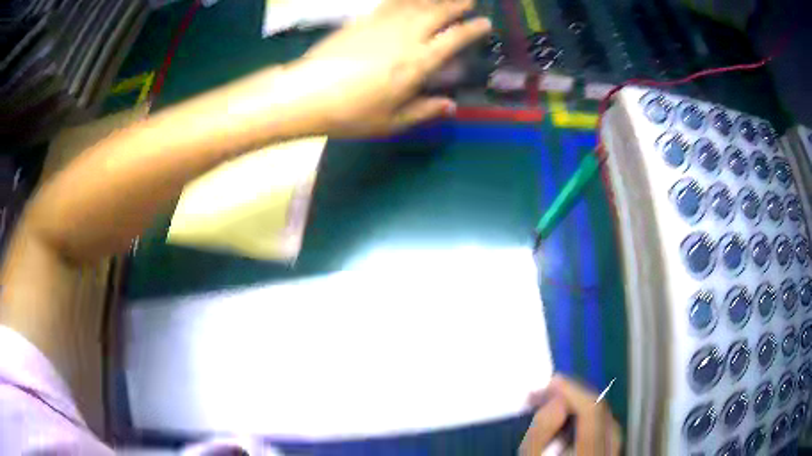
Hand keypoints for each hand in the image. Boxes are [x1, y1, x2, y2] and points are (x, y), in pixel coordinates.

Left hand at [281, 0, 490, 136]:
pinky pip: (390, 3)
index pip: (453, 39)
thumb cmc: (351, 113)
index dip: (471, 30)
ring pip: (415, 4)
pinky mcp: (362, 21)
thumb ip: (423, 111)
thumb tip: (450, 105)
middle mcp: (405, 37)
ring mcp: (382, 25)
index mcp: (417, 63)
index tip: (484, 23)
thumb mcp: (391, 121)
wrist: (307, 93)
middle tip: (469, 1)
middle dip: (456, 5)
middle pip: (437, 14)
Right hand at [521, 376, 621, 455]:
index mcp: (590, 452)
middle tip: (547, 392)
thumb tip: (556, 400)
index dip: (572, 389)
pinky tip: (570, 419)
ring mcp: (614, 451)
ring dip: (579, 405)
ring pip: (604, 417)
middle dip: (573, 395)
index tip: (550, 382)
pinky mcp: (612, 452)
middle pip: (600, 410)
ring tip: (554, 403)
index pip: (591, 410)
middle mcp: (610, 448)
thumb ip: (541, 433)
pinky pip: (604, 427)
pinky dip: (586, 418)